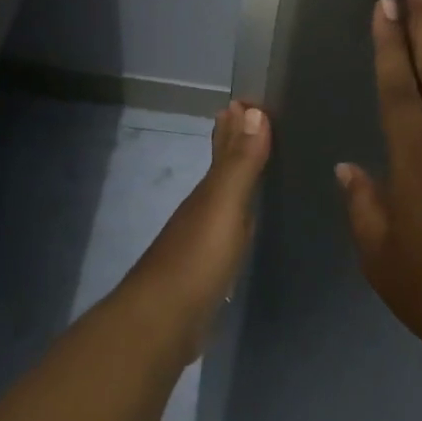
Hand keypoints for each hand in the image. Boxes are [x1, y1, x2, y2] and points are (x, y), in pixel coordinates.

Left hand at [121, 100, 271, 362]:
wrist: (164, 321)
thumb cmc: (198, 259)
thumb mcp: (224, 206)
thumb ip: (240, 162)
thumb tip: (252, 110)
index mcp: (208, 191)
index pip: (224, 147)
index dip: (236, 124)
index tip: (249, 100)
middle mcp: (202, 208)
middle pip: (221, 168)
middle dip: (233, 143)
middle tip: (250, 118)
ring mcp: (202, 240)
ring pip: (223, 197)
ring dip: (237, 177)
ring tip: (257, 164)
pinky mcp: (207, 270)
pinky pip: (228, 230)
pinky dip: (238, 217)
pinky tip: (245, 223)